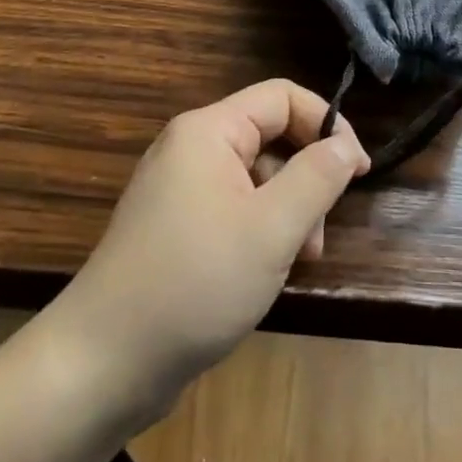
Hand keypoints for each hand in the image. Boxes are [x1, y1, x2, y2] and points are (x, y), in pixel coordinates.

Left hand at [49, 80, 368, 422]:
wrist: (103, 364)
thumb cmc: (195, 283)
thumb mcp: (272, 228)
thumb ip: (317, 177)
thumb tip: (345, 145)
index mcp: (208, 131)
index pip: (282, 97)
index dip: (327, 125)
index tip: (357, 171)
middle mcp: (190, 148)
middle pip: (270, 138)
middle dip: (306, 179)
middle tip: (318, 235)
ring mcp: (178, 189)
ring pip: (255, 178)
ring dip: (287, 212)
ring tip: (296, 262)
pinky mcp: (174, 226)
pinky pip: (232, 208)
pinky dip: (259, 231)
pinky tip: (264, 272)